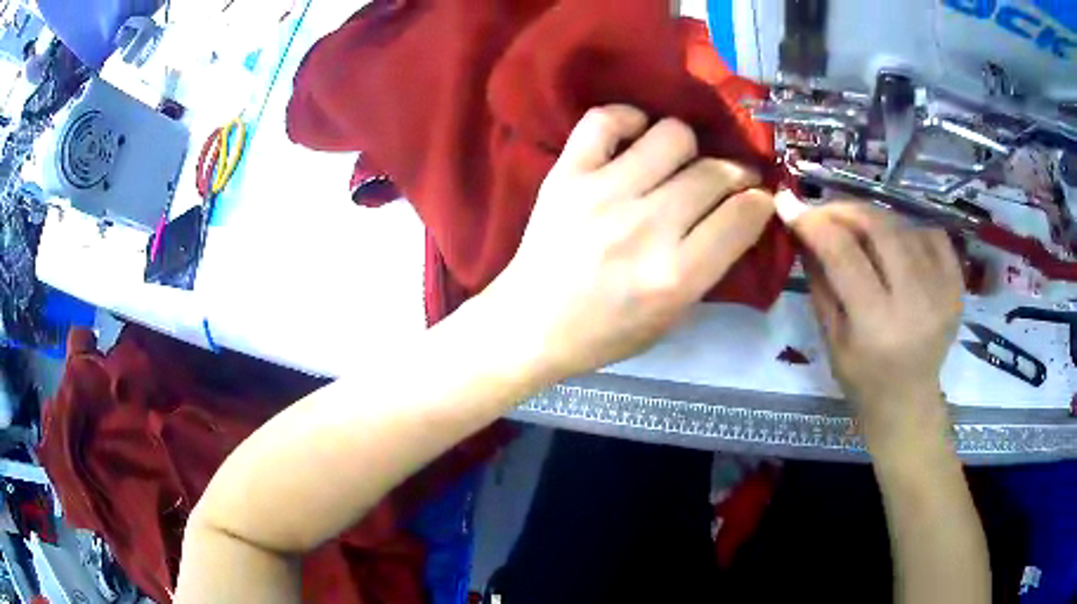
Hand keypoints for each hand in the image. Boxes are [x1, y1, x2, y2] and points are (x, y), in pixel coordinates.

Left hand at [486, 105, 772, 379]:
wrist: (531, 324)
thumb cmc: (605, 332)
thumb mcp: (672, 318)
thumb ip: (710, 265)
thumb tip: (739, 214)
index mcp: (675, 275)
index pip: (743, 215)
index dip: (760, 201)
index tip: (757, 199)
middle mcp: (645, 227)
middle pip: (713, 172)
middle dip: (733, 175)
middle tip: (725, 181)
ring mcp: (602, 193)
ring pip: (672, 135)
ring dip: (687, 147)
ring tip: (677, 164)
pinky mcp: (566, 174)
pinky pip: (605, 119)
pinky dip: (628, 120)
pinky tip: (635, 139)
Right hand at [789, 202, 963, 442]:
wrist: (908, 403)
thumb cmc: (862, 380)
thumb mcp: (830, 339)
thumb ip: (820, 282)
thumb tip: (803, 230)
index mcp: (878, 326)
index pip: (844, 254)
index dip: (814, 222)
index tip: (789, 204)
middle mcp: (916, 303)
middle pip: (880, 228)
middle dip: (846, 210)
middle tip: (826, 212)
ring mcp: (943, 291)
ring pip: (904, 226)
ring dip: (875, 219)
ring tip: (859, 230)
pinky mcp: (957, 286)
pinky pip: (932, 235)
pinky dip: (910, 229)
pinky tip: (898, 245)